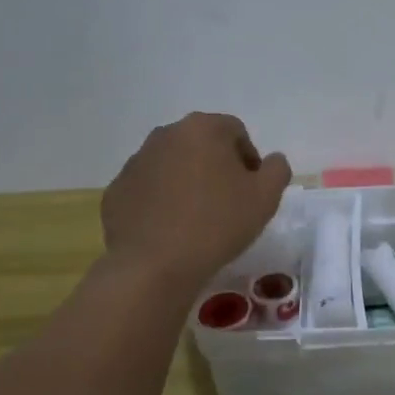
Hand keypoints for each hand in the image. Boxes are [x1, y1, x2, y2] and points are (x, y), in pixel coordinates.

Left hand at [102, 113, 291, 287]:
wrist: (154, 265)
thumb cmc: (217, 224)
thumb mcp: (266, 198)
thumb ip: (277, 170)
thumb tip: (271, 161)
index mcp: (202, 129)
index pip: (235, 132)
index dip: (249, 159)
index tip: (252, 190)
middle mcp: (165, 134)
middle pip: (201, 144)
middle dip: (216, 167)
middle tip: (228, 203)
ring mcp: (136, 161)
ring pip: (172, 165)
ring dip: (187, 182)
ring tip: (197, 218)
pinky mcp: (117, 190)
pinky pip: (148, 189)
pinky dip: (161, 201)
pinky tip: (170, 229)